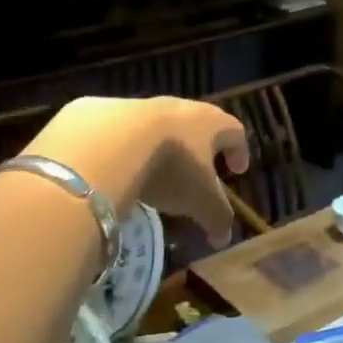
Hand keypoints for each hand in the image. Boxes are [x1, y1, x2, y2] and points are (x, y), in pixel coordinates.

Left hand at [20, 96, 248, 246]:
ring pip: (158, 125)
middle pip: (197, 124)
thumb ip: (216, 217)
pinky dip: (123, 147)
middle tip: (197, 171)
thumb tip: (223, 237)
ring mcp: (140, 106)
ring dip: (160, 146)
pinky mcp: (103, 112)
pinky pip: (120, 131)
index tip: (237, 171)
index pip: (234, 131)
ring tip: (152, 174)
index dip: (239, 151)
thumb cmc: (170, 168)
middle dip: (200, 147)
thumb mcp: (200, 200)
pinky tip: (114, 169)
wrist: (109, 143)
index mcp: (209, 123)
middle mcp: (179, 108)